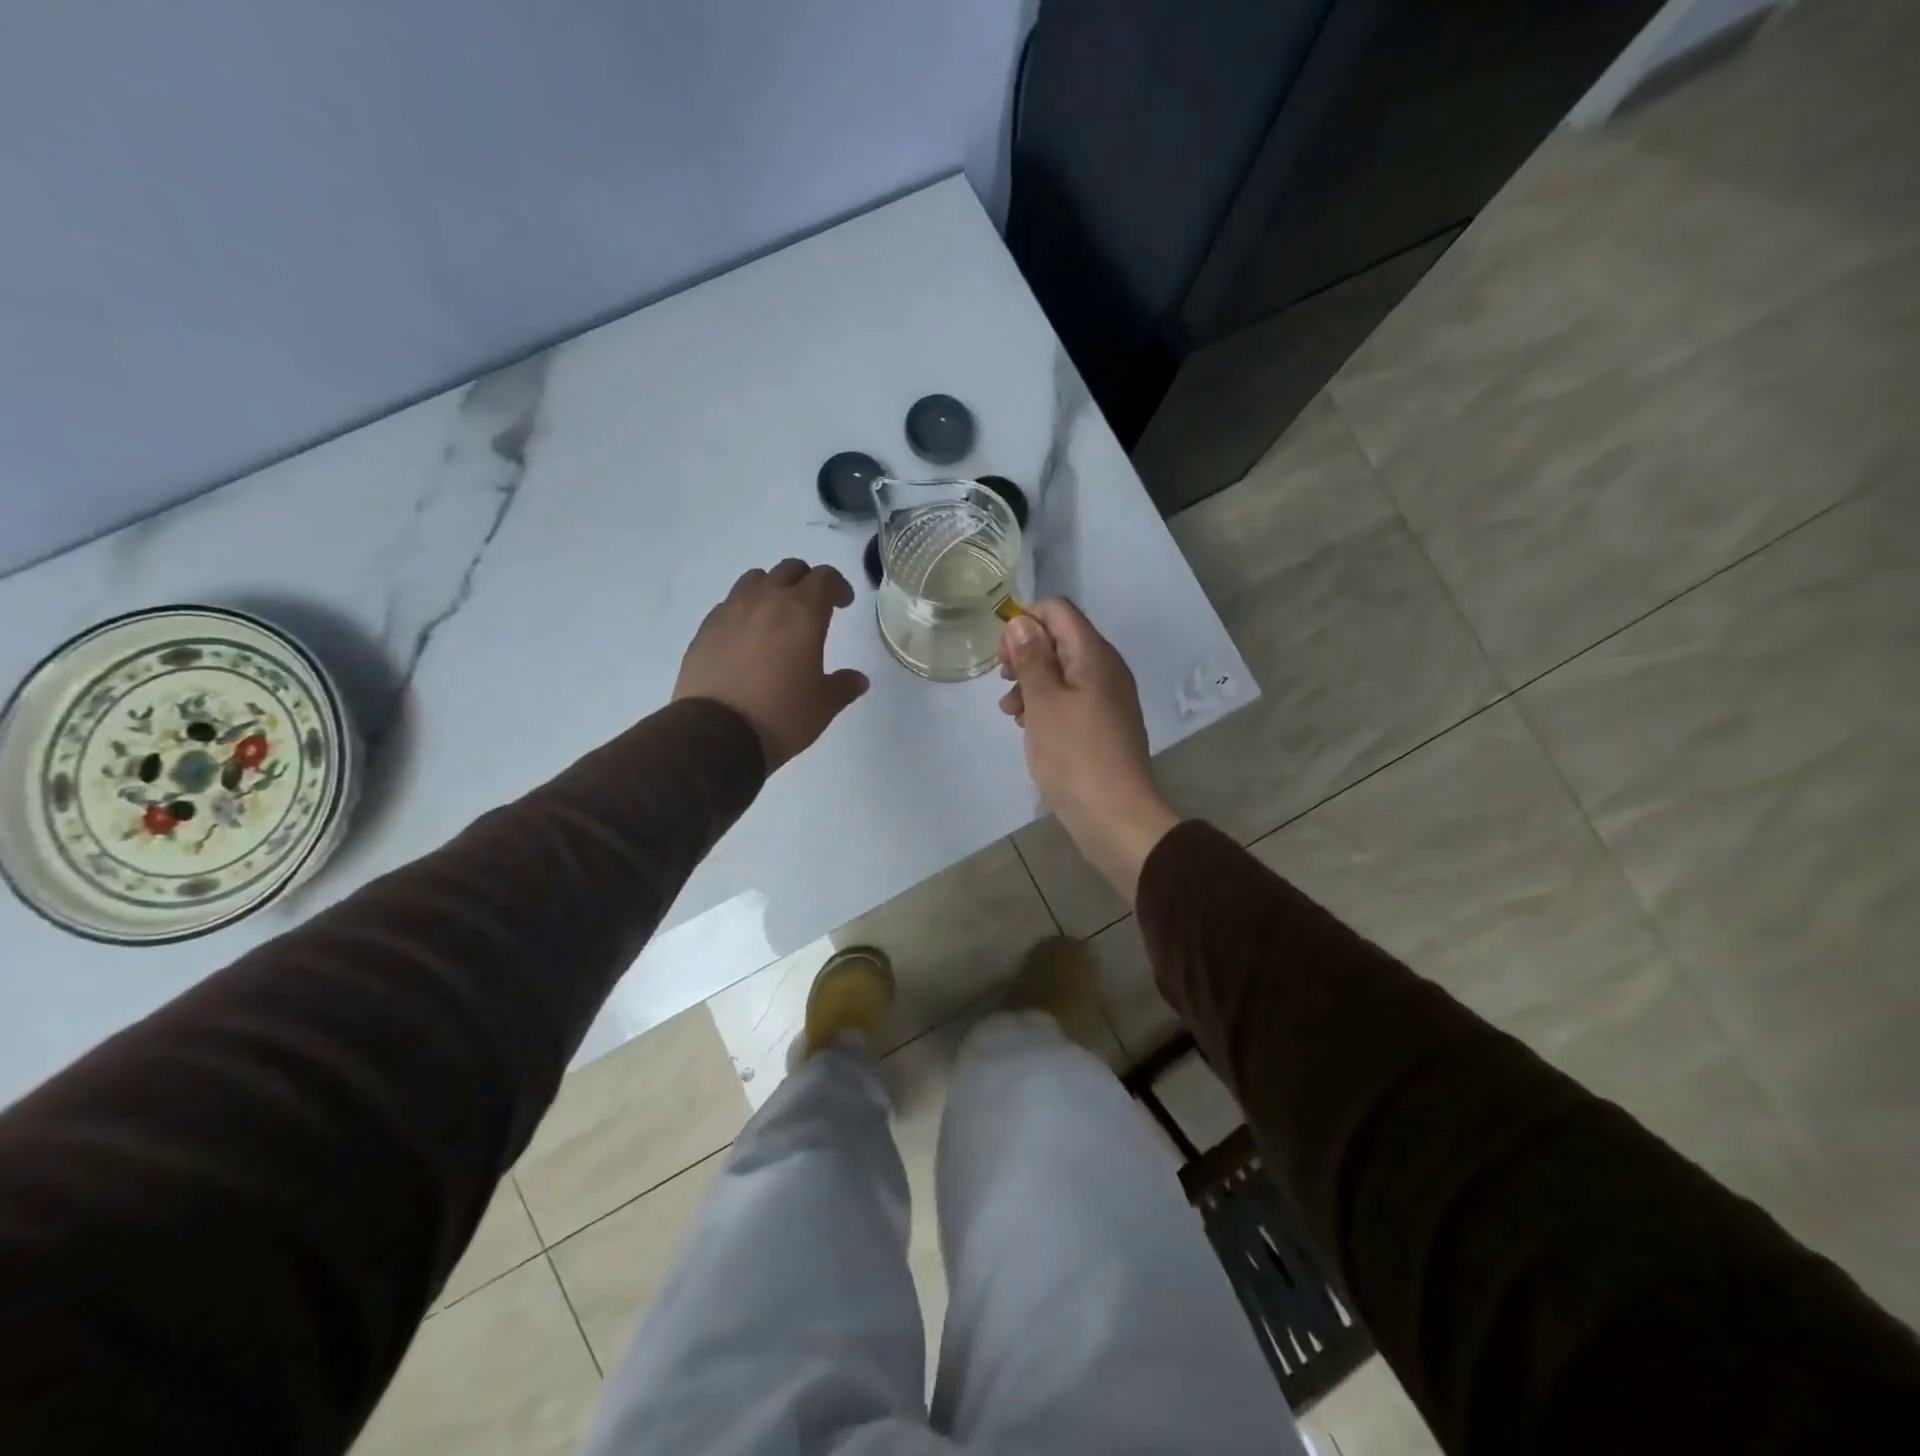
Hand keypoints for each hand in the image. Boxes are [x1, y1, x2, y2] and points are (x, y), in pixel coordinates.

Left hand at [674, 559, 868, 769]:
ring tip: (777, 617)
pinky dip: (744, 612)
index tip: (843, 604)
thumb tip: (859, 679)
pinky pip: (729, 605)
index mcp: (802, 611)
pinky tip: (747, 639)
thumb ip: (844, 685)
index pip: (824, 577)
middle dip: (806, 582)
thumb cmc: (782, 715)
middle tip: (814, 607)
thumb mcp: (824, 705)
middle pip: (789, 570)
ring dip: (771, 589)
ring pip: (754, 580)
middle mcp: (765, 600)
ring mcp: (730, 611)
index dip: (838, 587)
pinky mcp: (705, 629)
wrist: (717, 734)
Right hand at [999, 599, 1179, 902]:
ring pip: (1063, 671)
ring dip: (1032, 684)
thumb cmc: (1074, 756)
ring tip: (1011, 714)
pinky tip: (1030, 728)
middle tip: (1004, 684)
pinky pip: (1072, 699)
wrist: (1115, 816)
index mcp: (1094, 655)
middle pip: (1060, 639)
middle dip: (1025, 655)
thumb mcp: (1043, 703)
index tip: (1004, 658)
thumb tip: (1021, 621)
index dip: (1024, 623)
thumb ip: (1031, 658)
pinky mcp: (1105, 724)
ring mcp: (1108, 697)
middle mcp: (1106, 668)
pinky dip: (1047, 705)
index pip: (1057, 611)